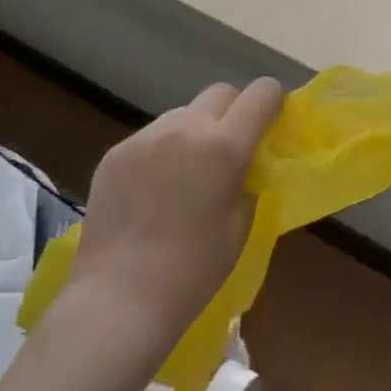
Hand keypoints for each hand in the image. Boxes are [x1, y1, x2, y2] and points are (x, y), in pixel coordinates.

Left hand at [64, 79, 285, 350]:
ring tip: (189, 170)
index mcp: (224, 146)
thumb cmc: (194, 270)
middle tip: (233, 146)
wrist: (120, 298)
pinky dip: (164, 149)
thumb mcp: (240, 225)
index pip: (260, 94)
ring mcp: (145, 137)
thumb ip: (248, 181)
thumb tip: (245, 165)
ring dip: (196, 129)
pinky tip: (155, 188)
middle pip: (220, 93)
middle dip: (234, 110)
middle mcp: (185, 128)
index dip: (273, 100)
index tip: (274, 118)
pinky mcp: (115, 153)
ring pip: (183, 113)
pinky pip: (151, 136)